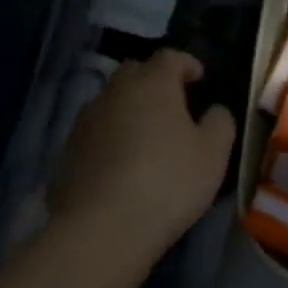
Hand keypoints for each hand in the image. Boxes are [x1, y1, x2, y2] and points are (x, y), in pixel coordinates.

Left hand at [0, 50, 236, 287]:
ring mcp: (85, 122)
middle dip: (155, 81)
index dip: (187, 64)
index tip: (200, 79)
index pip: (170, 57)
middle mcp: (114, 93)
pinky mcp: (67, 153)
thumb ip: (220, 122)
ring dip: (130, 109)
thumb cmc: (168, 181)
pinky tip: (123, 164)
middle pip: (135, 72)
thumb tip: (214, 110)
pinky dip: (112, 137)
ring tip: (148, 135)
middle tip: (174, 104)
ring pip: (111, 102)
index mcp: (152, 84)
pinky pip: (96, 132)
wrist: (102, 230)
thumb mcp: (214, 152)